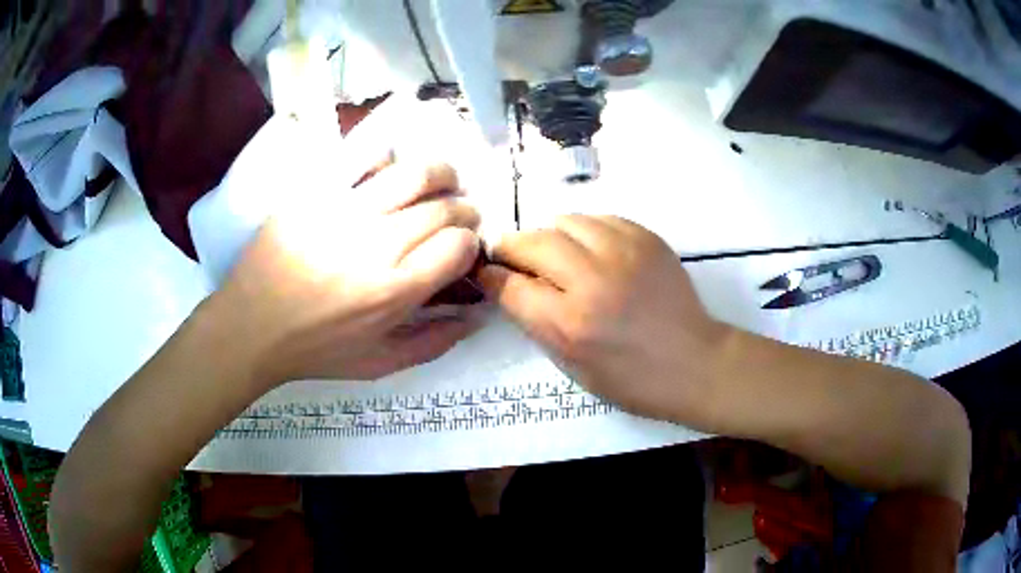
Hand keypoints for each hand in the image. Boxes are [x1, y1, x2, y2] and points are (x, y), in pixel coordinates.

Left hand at [214, 162, 481, 391]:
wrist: (250, 325)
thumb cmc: (316, 349)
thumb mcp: (379, 363)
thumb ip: (434, 343)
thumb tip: (476, 316)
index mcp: (395, 291)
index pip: (459, 245)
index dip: (470, 244)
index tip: (461, 249)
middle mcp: (377, 244)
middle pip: (445, 208)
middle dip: (465, 210)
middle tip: (459, 217)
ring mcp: (346, 211)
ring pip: (415, 173)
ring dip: (442, 175)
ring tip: (442, 182)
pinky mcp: (318, 192)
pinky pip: (366, 159)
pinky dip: (391, 160)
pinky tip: (391, 174)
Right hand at [479, 215, 731, 424]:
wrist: (694, 362)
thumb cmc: (631, 379)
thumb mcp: (573, 366)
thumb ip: (537, 322)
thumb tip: (511, 285)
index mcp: (570, 323)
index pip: (509, 285)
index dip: (490, 276)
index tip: (486, 273)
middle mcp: (592, 280)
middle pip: (531, 242)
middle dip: (511, 248)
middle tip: (513, 258)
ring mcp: (623, 252)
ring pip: (564, 220)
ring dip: (549, 236)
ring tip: (555, 254)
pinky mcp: (646, 237)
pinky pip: (599, 218)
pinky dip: (584, 231)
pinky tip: (591, 249)